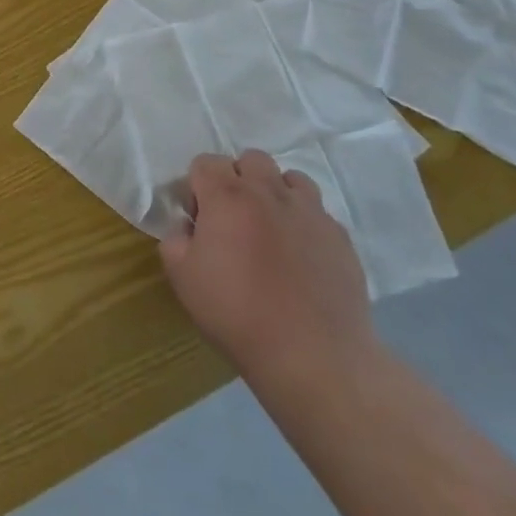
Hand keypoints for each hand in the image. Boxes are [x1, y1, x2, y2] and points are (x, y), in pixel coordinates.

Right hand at [159, 151, 374, 386]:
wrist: (315, 356)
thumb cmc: (238, 313)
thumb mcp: (182, 277)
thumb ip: (175, 238)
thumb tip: (188, 226)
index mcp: (227, 196)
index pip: (206, 162)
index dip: (197, 187)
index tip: (199, 220)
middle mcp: (269, 192)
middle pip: (251, 159)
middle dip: (238, 179)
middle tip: (234, 219)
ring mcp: (310, 212)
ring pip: (290, 179)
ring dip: (275, 194)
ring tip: (271, 230)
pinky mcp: (340, 237)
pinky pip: (318, 213)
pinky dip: (304, 223)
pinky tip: (301, 257)